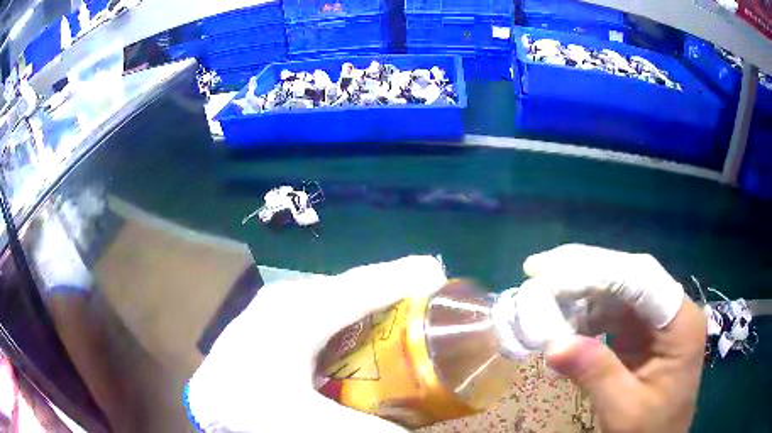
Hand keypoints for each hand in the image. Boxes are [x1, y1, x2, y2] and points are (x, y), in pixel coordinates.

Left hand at [185, 256, 446, 432]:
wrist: (208, 402)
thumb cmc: (250, 404)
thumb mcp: (306, 422)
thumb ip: (365, 429)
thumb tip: (409, 432)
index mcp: (299, 312)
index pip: (363, 285)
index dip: (404, 276)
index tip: (439, 274)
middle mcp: (291, 296)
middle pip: (356, 284)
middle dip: (394, 287)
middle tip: (430, 299)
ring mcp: (281, 303)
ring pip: (341, 294)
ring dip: (374, 301)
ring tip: (405, 311)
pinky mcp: (276, 315)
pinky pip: (326, 307)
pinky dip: (352, 314)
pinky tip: (363, 331)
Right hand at [518, 244, 705, 432]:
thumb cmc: (650, 429)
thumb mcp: (624, 410)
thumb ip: (596, 375)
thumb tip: (552, 345)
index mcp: (680, 323)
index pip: (640, 280)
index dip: (595, 274)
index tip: (548, 277)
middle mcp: (672, 309)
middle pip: (629, 275)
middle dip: (583, 272)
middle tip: (537, 269)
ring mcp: (657, 318)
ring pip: (618, 290)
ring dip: (581, 296)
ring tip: (545, 304)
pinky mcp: (643, 330)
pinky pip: (613, 312)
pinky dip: (585, 317)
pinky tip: (564, 327)